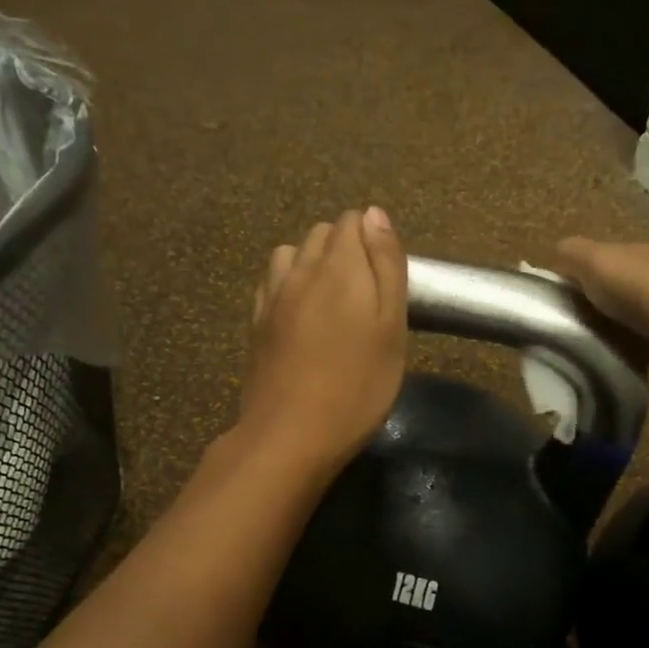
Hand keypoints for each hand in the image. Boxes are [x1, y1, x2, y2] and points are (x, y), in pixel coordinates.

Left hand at [239, 208, 407, 474]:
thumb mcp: (392, 327)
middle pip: (322, 233)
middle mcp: (300, 268)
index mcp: (340, 266)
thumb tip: (375, 214)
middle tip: (365, 296)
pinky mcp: (256, 321)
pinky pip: (272, 282)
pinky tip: (300, 315)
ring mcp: (272, 295)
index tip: (384, 279)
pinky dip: (288, 285)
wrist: (291, 433)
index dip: (372, 241)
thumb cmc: (358, 386)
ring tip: (331, 302)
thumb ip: (386, 265)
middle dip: (345, 249)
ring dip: (313, 263)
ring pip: (292, 254)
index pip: (353, 221)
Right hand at [555, 238, 648, 403]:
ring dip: (594, 344)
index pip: (584, 269)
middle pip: (599, 301)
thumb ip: (573, 258)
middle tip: (541, 346)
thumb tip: (548, 257)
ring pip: (614, 330)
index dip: (558, 287)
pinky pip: (634, 357)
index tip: (531, 313)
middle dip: (574, 318)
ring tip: (562, 367)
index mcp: (627, 260)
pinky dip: (616, 364)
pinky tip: (596, 377)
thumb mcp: (602, 263)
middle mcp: (643, 286)